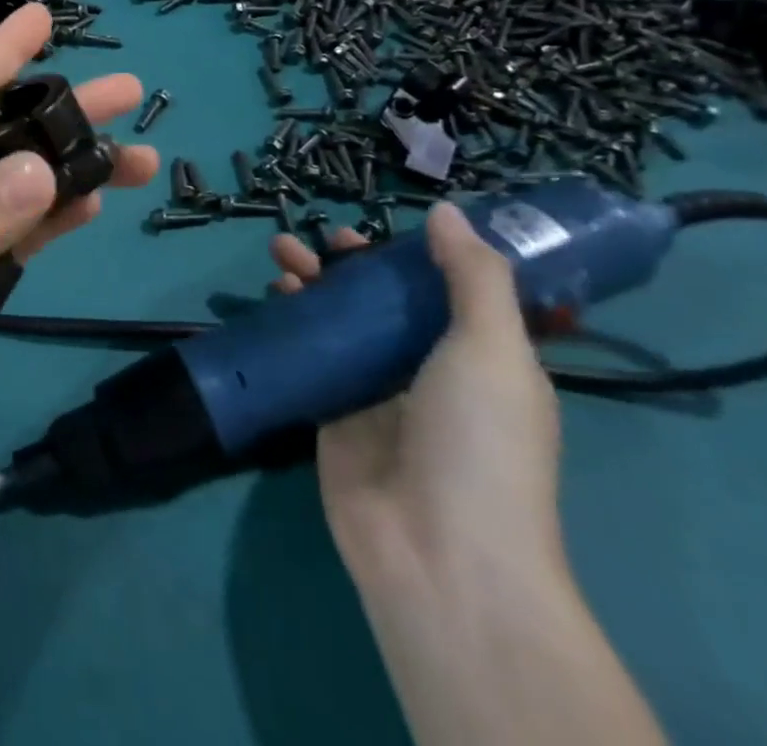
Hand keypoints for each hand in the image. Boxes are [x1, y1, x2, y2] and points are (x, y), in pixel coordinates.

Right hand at [270, 206, 564, 594]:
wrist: (438, 554)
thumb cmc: (478, 442)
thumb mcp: (493, 350)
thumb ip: (474, 277)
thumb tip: (449, 212)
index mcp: (481, 358)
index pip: (445, 290)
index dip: (412, 254)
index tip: (379, 225)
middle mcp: (429, 370)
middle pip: (384, 301)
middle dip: (351, 263)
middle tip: (320, 237)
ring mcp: (377, 392)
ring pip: (341, 321)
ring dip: (314, 282)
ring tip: (282, 253)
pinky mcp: (332, 412)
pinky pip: (311, 354)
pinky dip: (291, 321)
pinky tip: (273, 296)